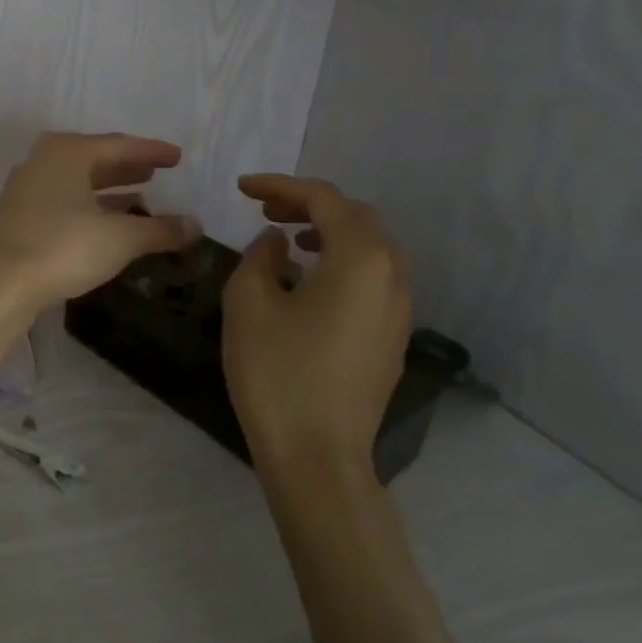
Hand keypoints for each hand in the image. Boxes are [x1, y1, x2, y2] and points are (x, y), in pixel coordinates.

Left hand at [0, 132, 201, 313]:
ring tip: (140, 196)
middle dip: (127, 166)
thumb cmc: (63, 247)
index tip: (177, 157)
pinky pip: (64, 200)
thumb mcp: (120, 238)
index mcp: (68, 152)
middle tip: (156, 171)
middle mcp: (44, 161)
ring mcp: (27, 188)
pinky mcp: (19, 216)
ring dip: (108, 188)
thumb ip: (160, 229)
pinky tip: (107, 222)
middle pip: (95, 158)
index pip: (120, 145)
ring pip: (77, 181)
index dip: (151, 151)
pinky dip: (89, 206)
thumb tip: (195, 226)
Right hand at [221, 174, 411, 468]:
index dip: (280, 186)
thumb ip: (260, 256)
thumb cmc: (277, 372)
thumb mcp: (249, 302)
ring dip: (329, 232)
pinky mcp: (393, 338)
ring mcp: (399, 310)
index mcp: (360, 258)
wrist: (318, 457)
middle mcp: (392, 275)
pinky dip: (341, 262)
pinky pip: (372, 278)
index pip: (323, 199)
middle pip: (355, 218)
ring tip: (288, 238)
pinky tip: (309, 280)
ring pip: (370, 248)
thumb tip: (277, 243)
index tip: (242, 188)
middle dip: (308, 204)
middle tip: (265, 211)